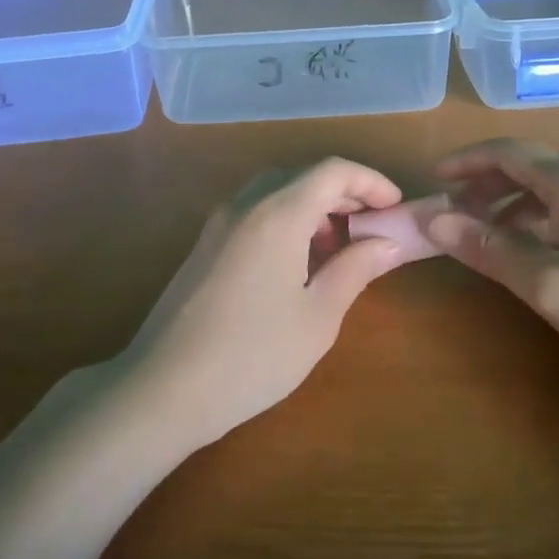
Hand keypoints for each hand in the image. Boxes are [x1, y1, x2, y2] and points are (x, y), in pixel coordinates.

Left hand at [119, 158, 406, 446]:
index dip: (371, 181)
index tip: (395, 208)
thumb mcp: (318, 317)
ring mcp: (217, 225)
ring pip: (273, 193)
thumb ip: (355, 269)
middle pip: (301, 175)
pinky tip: (294, 266)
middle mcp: (245, 206)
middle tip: (370, 228)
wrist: (163, 388)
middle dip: (342, 193)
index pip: (332, 170)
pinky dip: (283, 221)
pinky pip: (252, 213)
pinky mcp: (203, 247)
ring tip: (335, 251)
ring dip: (311, 207)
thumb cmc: (253, 355)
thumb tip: (388, 243)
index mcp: (278, 213)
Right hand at [426, 138, 558, 391]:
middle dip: (485, 183)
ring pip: (552, 189)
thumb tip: (433, 221)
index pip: (508, 152)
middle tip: (452, 212)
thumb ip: (487, 248)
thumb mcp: (546, 284)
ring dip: (511, 204)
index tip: (433, 178)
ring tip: (483, 234)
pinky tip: (531, 249)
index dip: (466, 161)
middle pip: (530, 166)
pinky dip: (539, 219)